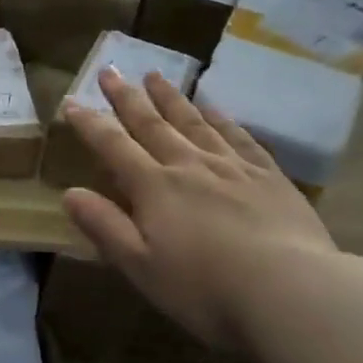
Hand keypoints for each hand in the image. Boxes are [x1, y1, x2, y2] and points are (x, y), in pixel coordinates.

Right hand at [61, 70, 336, 348]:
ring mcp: (233, 167)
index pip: (113, 146)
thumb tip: (69, 193)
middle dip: (127, 98)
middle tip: (110, 71)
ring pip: (194, 122)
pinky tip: (214, 108)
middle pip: (152, 124)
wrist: (293, 292)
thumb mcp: (140, 266)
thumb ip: (104, 226)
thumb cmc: (205, 288)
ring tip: (155, 76)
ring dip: (171, 98)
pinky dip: (222, 119)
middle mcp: (189, 166)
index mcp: (154, 187)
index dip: (90, 124)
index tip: (71, 102)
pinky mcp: (270, 177)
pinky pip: (239, 137)